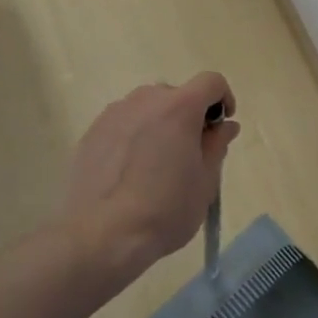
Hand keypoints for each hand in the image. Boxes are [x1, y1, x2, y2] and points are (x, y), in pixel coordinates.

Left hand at [63, 73, 238, 283]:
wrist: (101, 235)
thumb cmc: (164, 210)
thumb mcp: (205, 183)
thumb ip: (217, 146)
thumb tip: (225, 126)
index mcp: (179, 107)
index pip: (211, 81)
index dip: (223, 98)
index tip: (220, 127)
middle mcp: (146, 100)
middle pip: (176, 95)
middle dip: (189, 116)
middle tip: (189, 153)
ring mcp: (115, 113)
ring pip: (147, 108)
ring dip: (159, 125)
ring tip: (155, 165)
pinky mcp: (92, 131)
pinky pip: (123, 124)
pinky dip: (133, 137)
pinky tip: (128, 172)